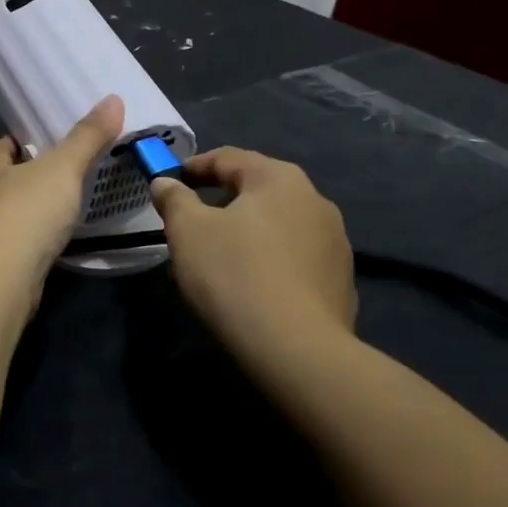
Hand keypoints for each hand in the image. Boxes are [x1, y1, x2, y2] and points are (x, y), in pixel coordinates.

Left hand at [0, 95, 125, 284]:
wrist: (3, 275)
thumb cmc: (27, 210)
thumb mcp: (63, 167)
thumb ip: (87, 137)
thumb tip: (113, 99)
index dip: (15, 142)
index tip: (38, 140)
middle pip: (3, 181)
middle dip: (26, 176)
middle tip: (61, 171)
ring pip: (11, 215)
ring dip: (32, 211)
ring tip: (64, 206)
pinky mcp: (1, 267)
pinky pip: (21, 246)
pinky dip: (37, 241)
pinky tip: (58, 242)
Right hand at [150, 148, 356, 355]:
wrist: (295, 348)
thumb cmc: (233, 274)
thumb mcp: (187, 230)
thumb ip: (174, 199)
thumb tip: (166, 183)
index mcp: (278, 179)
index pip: (229, 158)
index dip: (195, 167)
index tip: (171, 182)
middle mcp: (315, 200)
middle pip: (258, 189)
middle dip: (223, 199)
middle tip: (192, 218)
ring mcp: (334, 241)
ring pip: (280, 223)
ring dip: (250, 230)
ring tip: (221, 254)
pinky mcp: (341, 279)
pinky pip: (295, 256)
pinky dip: (271, 259)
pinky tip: (253, 283)